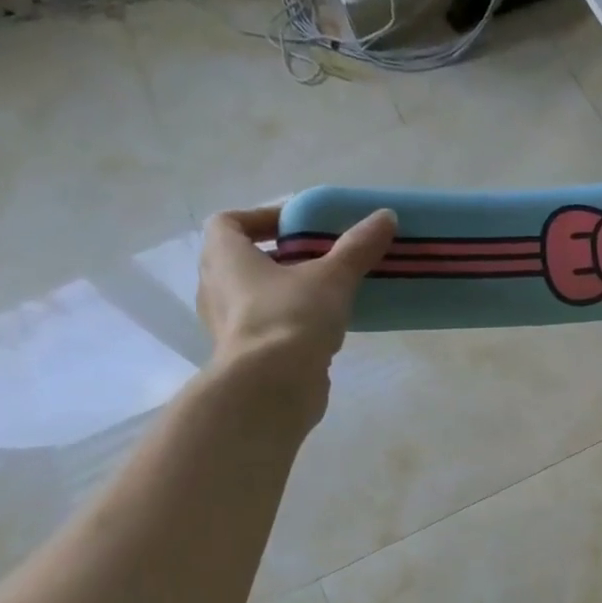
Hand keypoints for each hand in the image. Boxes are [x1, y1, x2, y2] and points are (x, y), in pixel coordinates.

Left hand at [195, 204, 396, 428]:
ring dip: (285, 292)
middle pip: (243, 260)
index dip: (262, 218)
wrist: (273, 386)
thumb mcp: (332, 277)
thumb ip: (357, 247)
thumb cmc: (291, 317)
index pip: (230, 222)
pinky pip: (266, 327)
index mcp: (224, 256)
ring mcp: (227, 325)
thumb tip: (386, 216)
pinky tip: (322, 329)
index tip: (298, 226)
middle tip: (318, 259)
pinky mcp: (246, 355)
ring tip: (326, 294)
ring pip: (254, 296)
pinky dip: (289, 323)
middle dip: (279, 256)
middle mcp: (215, 287)